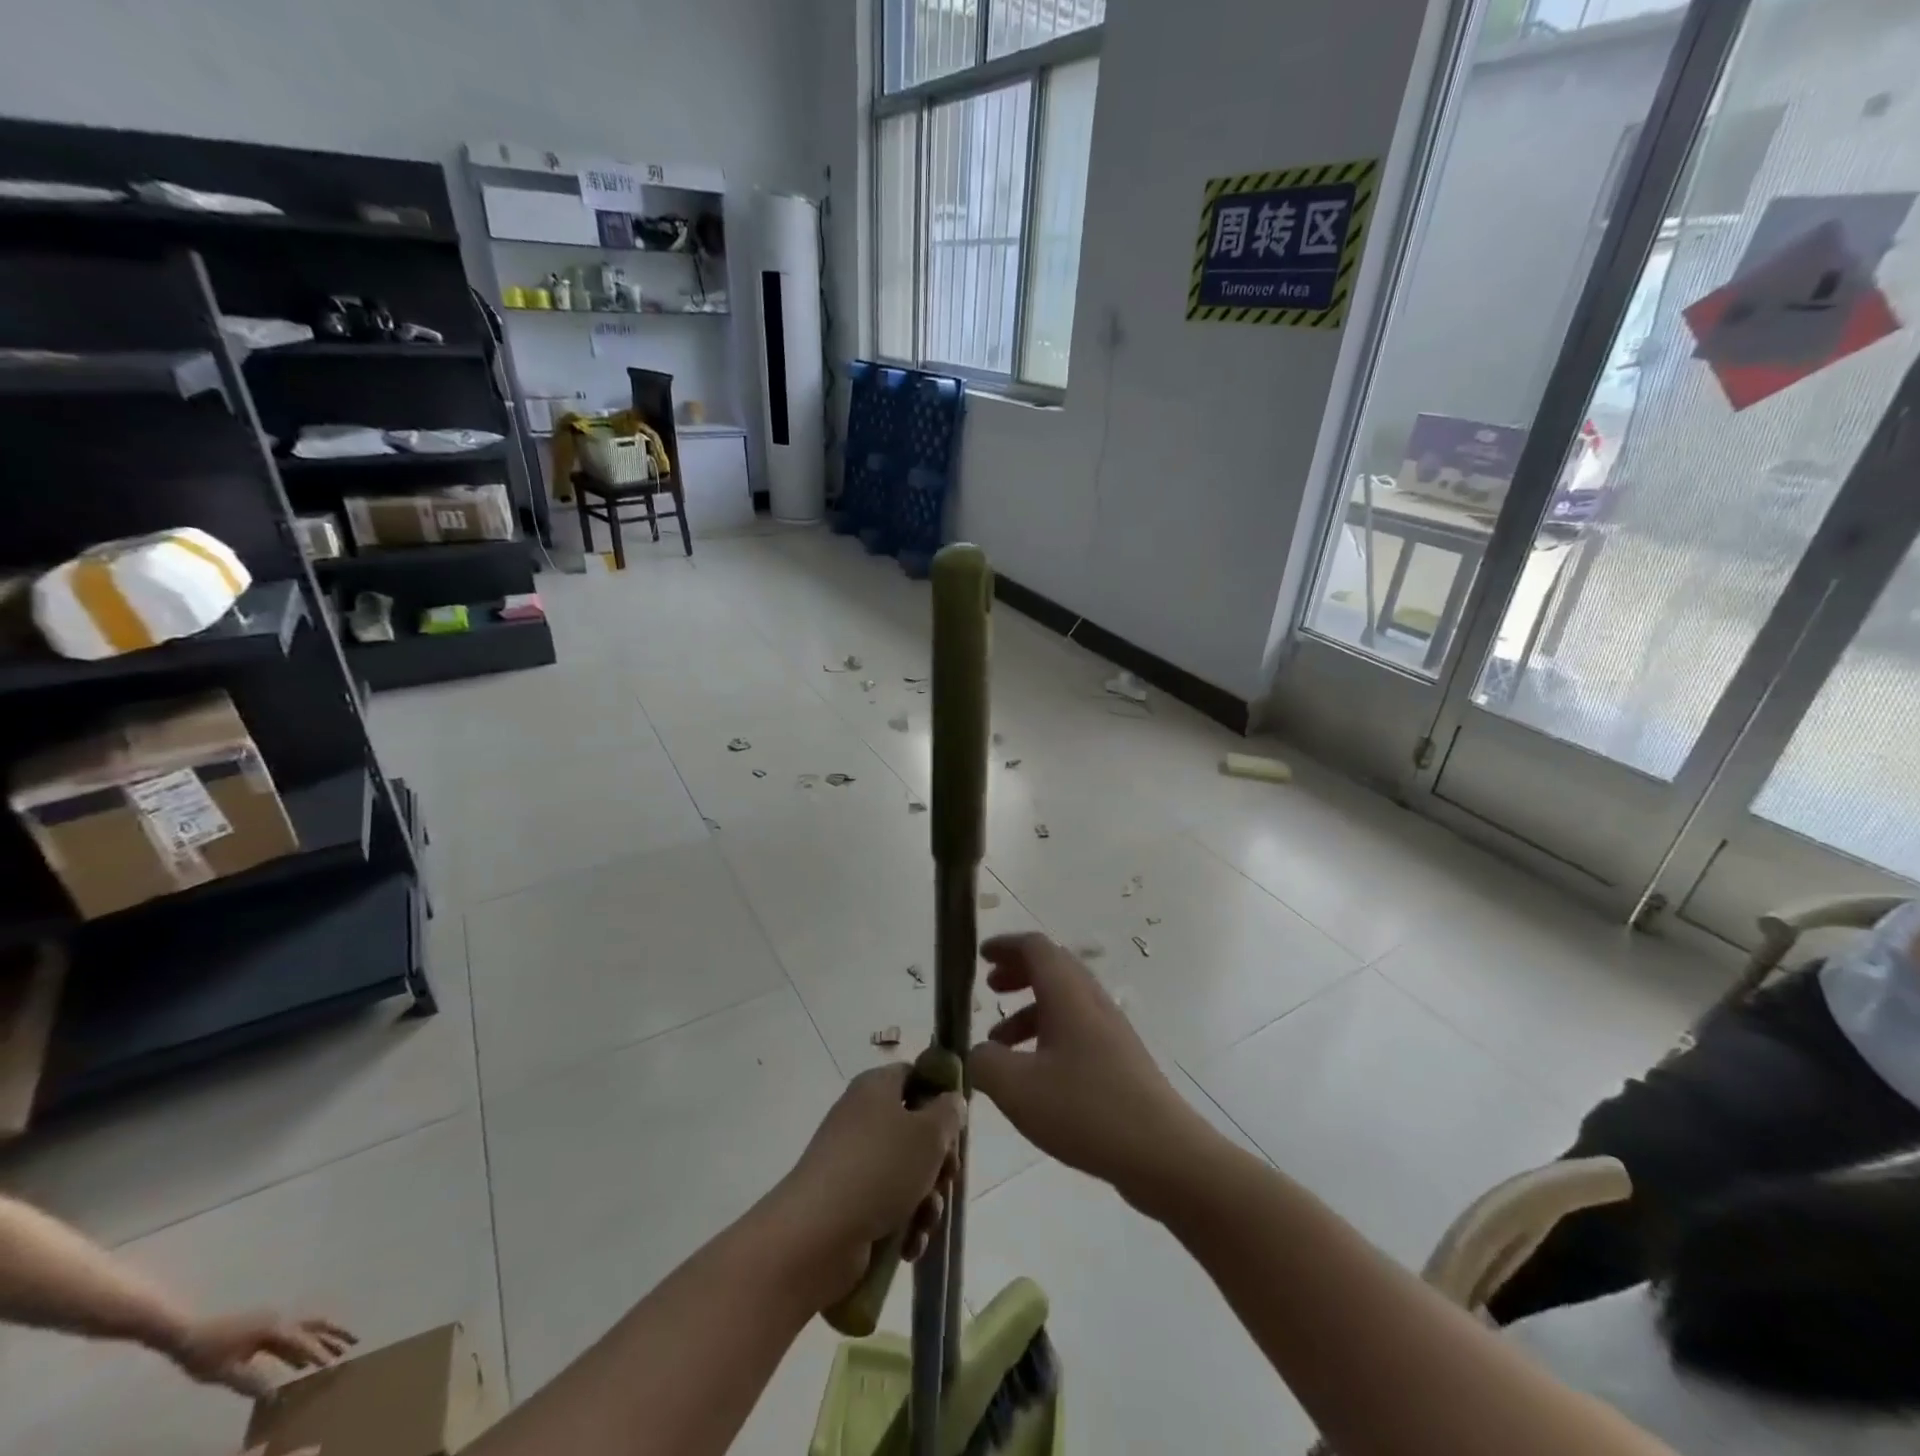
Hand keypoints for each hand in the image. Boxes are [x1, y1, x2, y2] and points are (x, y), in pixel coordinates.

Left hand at [167, 1312, 356, 1396]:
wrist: (188, 1334)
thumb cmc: (206, 1354)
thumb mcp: (226, 1372)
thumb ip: (252, 1381)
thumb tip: (273, 1396)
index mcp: (275, 1328)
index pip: (303, 1341)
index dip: (319, 1353)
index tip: (333, 1364)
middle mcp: (282, 1320)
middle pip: (316, 1324)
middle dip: (336, 1334)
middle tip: (354, 1342)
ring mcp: (275, 1321)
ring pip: (308, 1326)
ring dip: (324, 1336)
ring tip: (339, 1348)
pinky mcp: (267, 1327)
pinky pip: (292, 1334)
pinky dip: (303, 1344)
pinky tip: (301, 1361)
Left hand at [769, 1065, 965, 1299]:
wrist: (817, 1235)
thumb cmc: (880, 1169)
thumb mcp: (929, 1134)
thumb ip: (949, 1113)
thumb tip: (951, 1101)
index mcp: (876, 1087)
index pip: (914, 1076)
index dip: (940, 1095)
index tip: (958, 1124)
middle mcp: (863, 1118)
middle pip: (915, 1129)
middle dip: (939, 1160)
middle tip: (947, 1178)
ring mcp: (854, 1162)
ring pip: (907, 1173)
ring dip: (926, 1200)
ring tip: (925, 1220)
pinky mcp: (849, 1202)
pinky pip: (888, 1206)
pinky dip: (903, 1225)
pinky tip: (908, 1245)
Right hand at [969, 933, 1204, 1204]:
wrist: (1163, 1153)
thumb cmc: (1086, 1110)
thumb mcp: (1018, 1089)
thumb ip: (985, 1063)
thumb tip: (977, 1052)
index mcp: (1068, 994)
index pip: (1035, 948)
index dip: (1005, 946)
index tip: (980, 956)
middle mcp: (1091, 1001)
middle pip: (1053, 968)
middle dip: (1017, 973)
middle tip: (990, 988)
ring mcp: (1110, 1030)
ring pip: (1064, 1002)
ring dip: (1029, 1010)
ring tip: (998, 1042)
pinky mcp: (1120, 1060)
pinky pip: (1076, 1029)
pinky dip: (1047, 1035)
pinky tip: (1032, 1075)